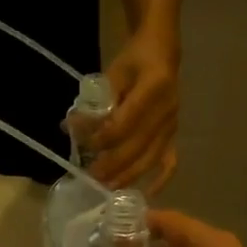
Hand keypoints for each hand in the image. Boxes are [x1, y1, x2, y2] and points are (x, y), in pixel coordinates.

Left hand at [94, 34, 179, 191]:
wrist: (162, 52)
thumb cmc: (134, 60)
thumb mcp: (113, 72)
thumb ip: (96, 101)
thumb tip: (72, 127)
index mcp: (154, 88)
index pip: (125, 123)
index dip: (103, 138)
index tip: (83, 144)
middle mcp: (167, 110)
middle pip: (138, 146)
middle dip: (112, 165)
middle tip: (91, 176)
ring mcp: (173, 125)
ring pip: (150, 158)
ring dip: (127, 176)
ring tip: (106, 187)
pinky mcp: (174, 135)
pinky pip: (170, 162)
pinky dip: (159, 180)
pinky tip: (145, 194)